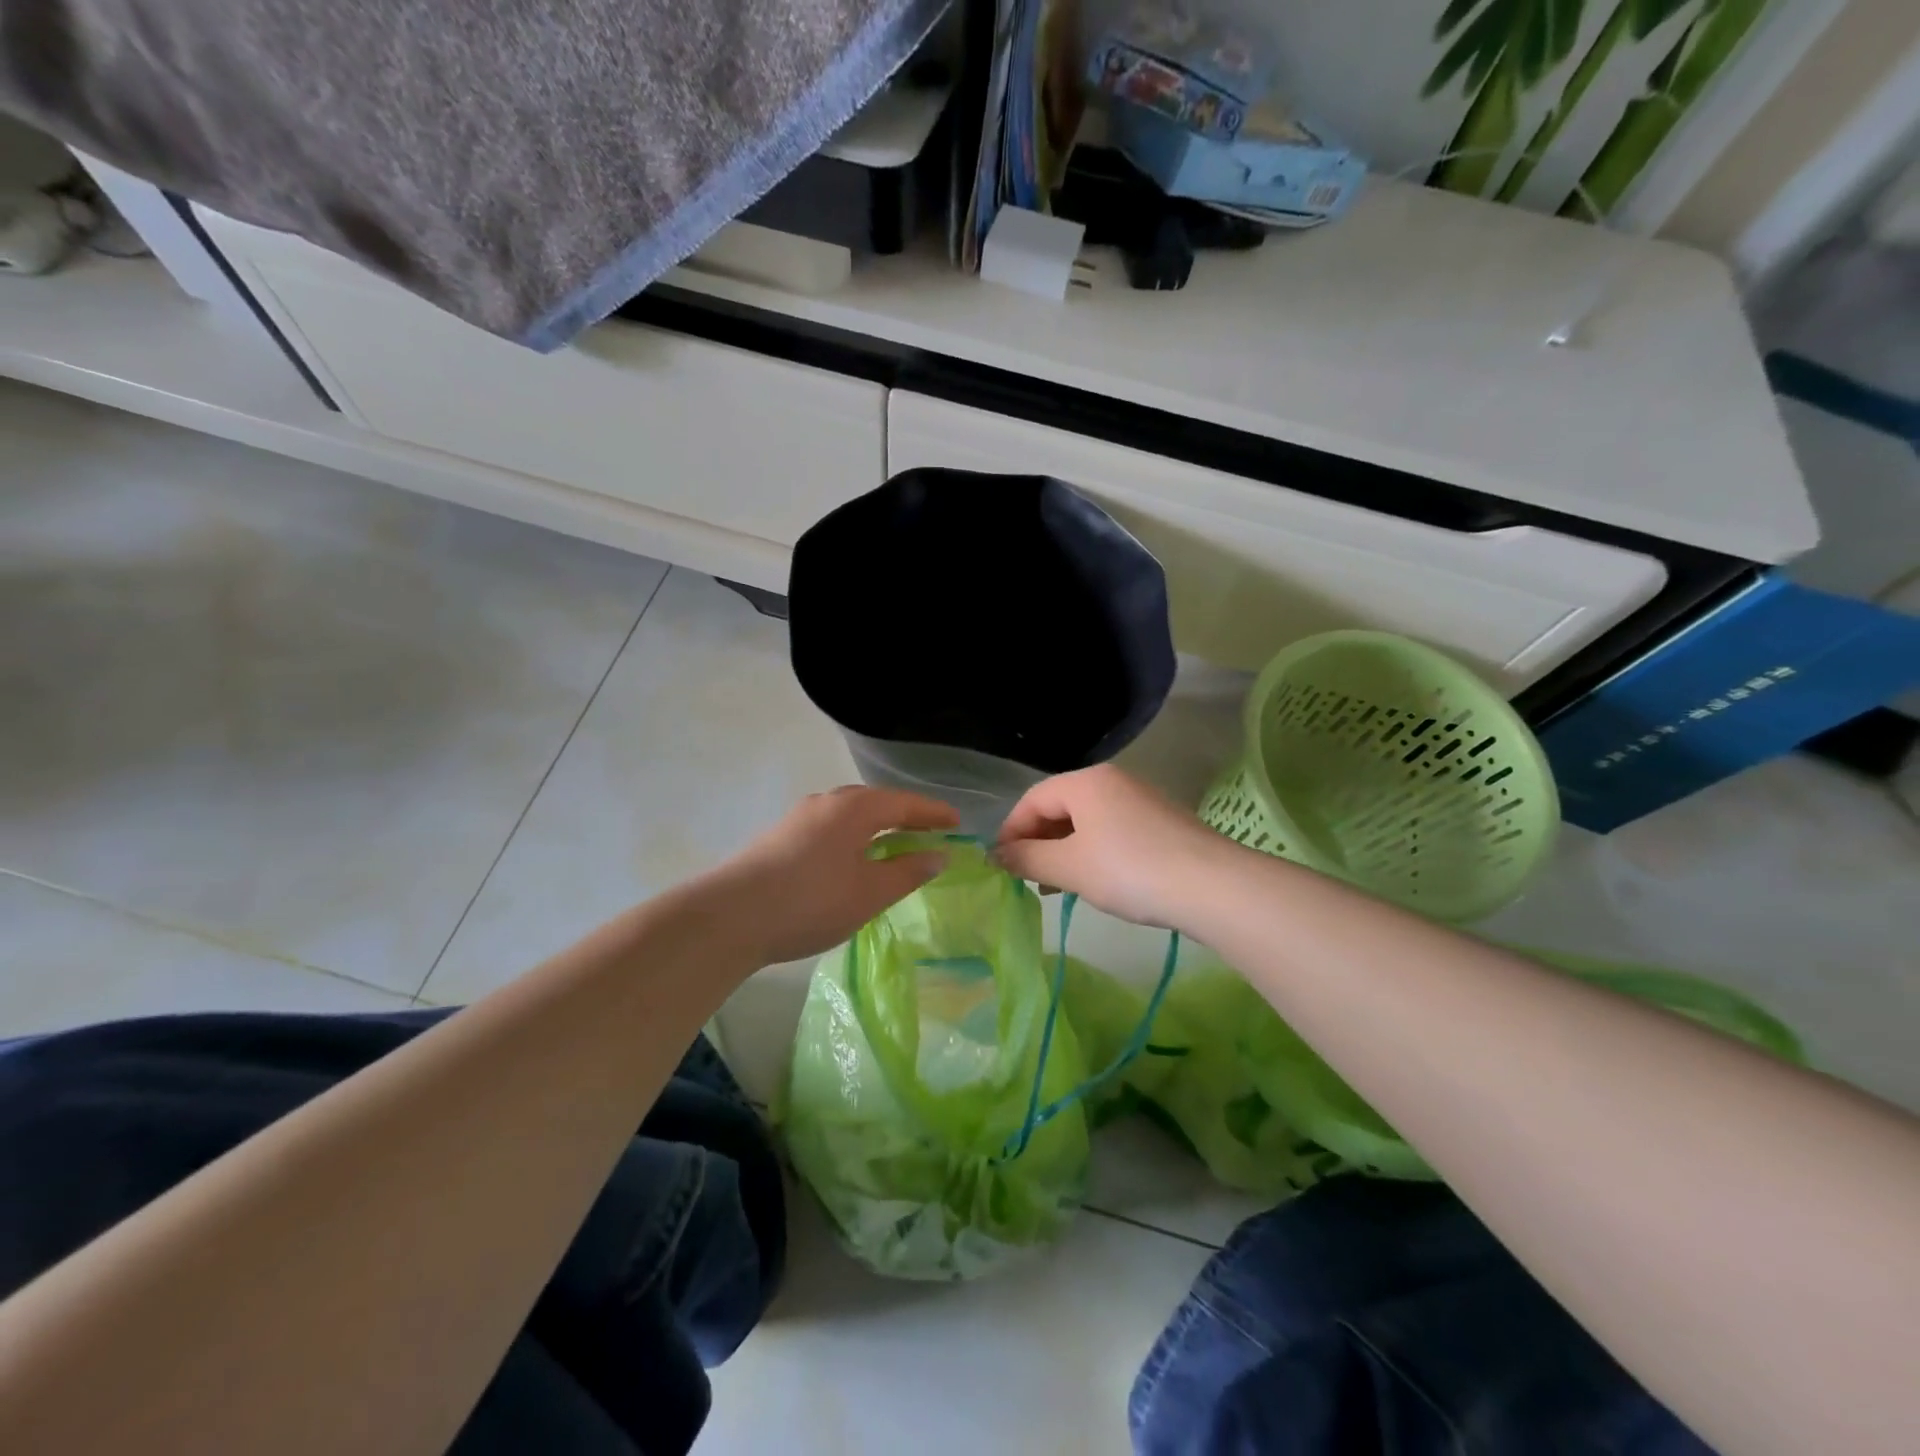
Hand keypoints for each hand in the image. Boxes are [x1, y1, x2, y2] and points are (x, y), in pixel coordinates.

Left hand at [711, 785, 958, 963]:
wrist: (730, 917)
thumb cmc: (812, 902)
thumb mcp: (870, 892)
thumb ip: (908, 872)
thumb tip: (937, 855)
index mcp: (854, 808)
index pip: (905, 803)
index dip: (934, 813)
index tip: (958, 823)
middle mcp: (827, 803)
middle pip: (876, 803)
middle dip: (905, 817)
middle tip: (930, 833)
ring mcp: (799, 818)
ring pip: (849, 816)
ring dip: (876, 828)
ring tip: (894, 846)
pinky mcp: (780, 838)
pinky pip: (830, 829)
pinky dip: (853, 839)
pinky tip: (851, 861)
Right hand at [994, 765, 1235, 930]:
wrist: (1212, 886)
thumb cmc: (1129, 870)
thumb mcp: (1070, 867)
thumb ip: (1027, 859)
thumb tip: (995, 855)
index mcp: (1086, 782)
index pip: (1032, 799)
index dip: (1011, 831)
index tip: (1000, 866)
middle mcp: (1112, 781)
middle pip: (1059, 807)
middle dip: (1037, 842)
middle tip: (1027, 879)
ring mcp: (1139, 800)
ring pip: (1085, 822)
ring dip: (1062, 851)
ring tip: (1055, 887)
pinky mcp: (1159, 823)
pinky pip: (1111, 832)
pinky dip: (1091, 853)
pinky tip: (1092, 882)